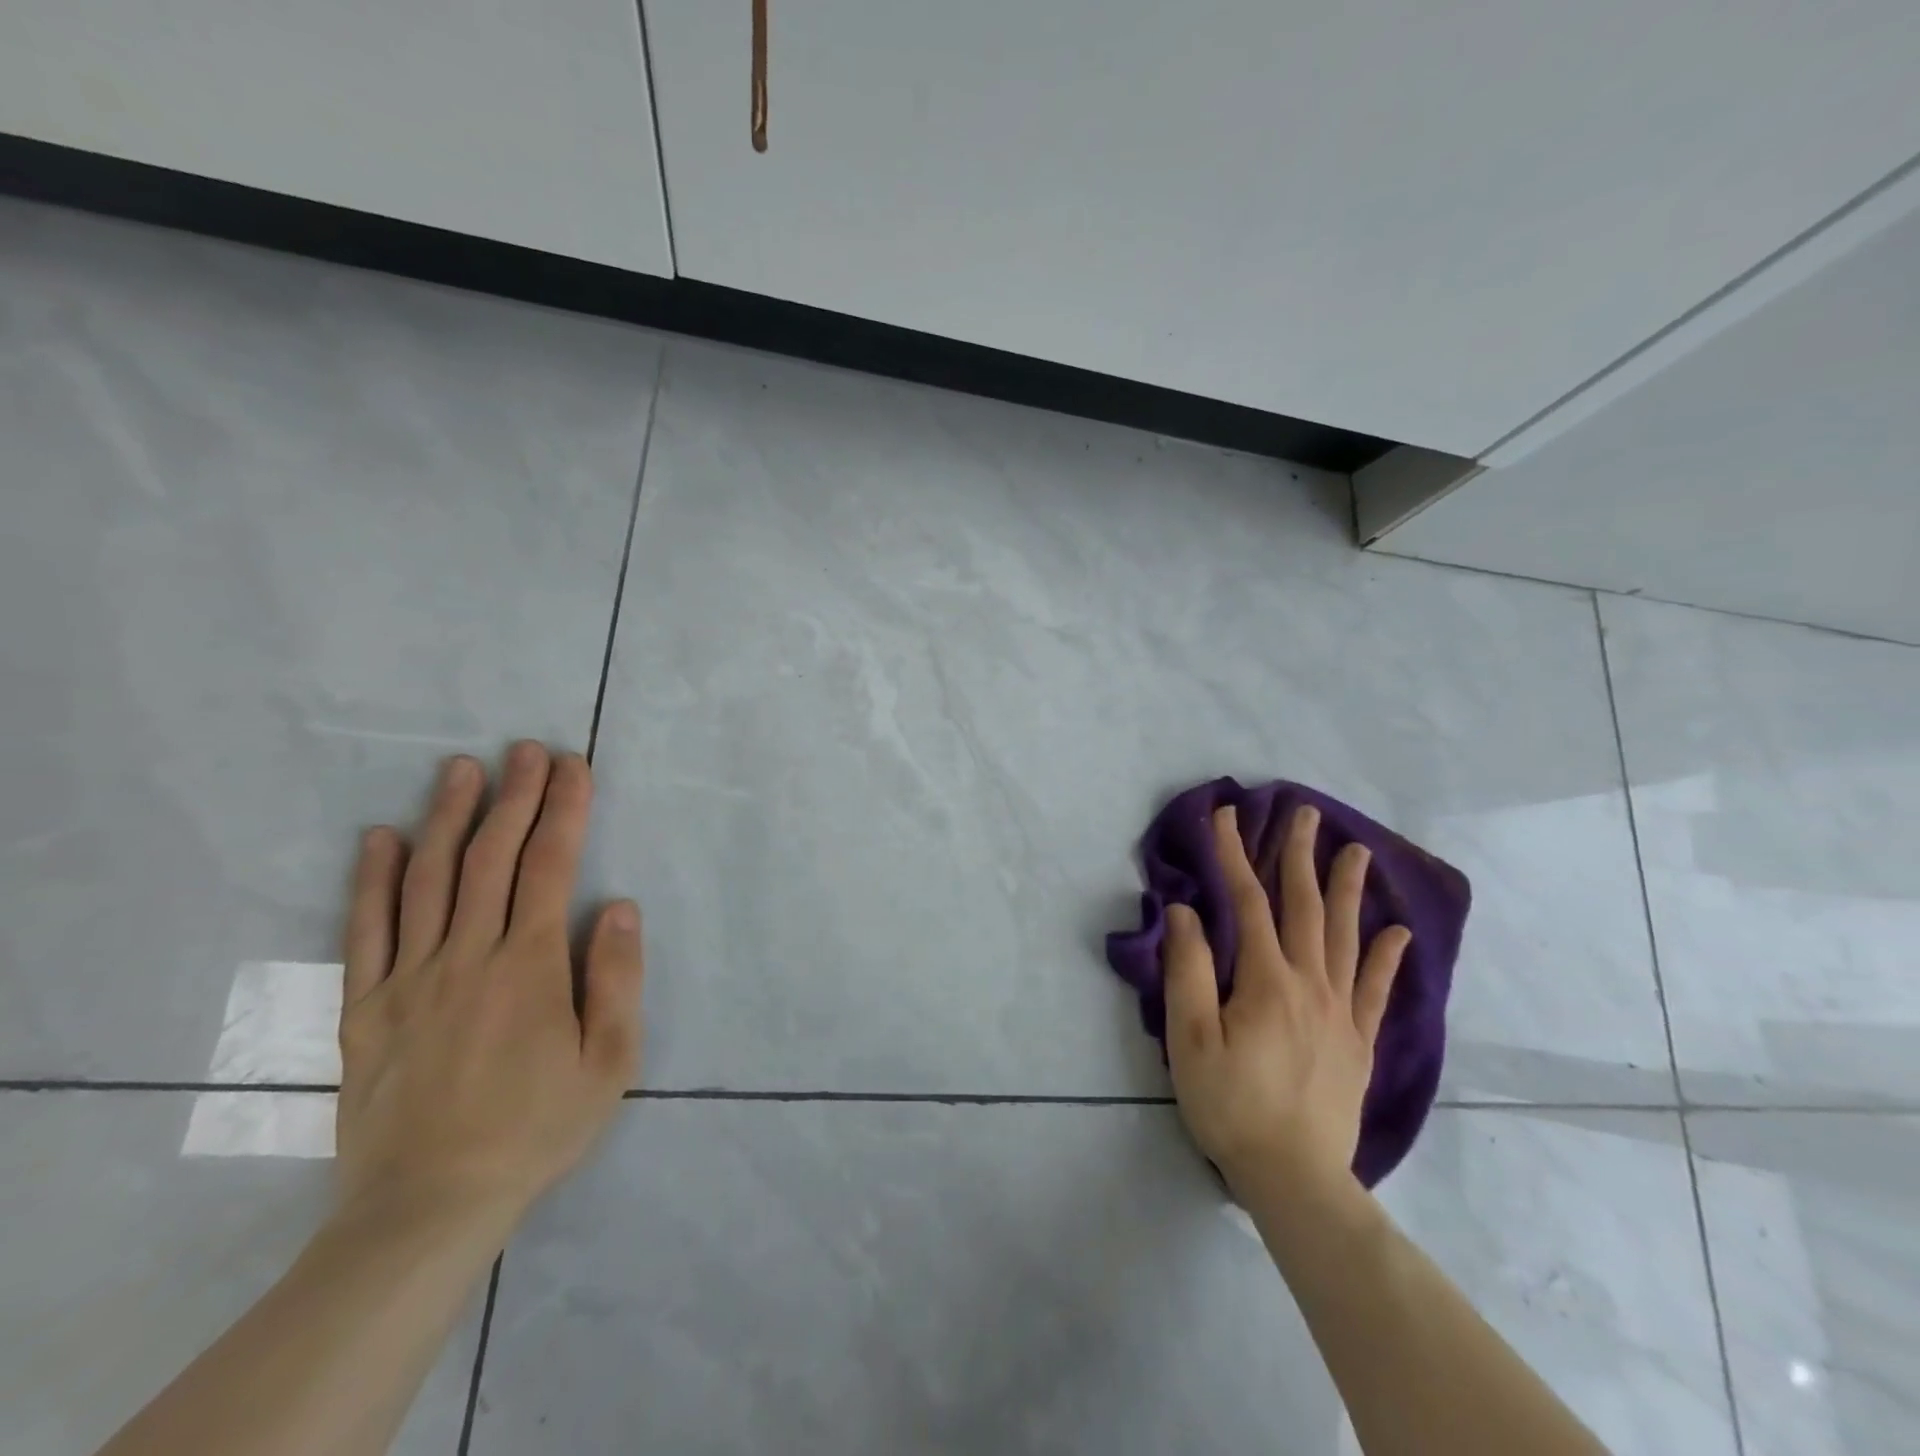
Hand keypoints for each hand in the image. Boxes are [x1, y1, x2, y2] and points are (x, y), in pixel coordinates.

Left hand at [334, 742, 644, 1231]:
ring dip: (446, 818)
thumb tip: (618, 905)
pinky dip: (370, 880)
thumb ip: (616, 978)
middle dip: (514, 796)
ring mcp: (408, 979)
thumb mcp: (610, 1062)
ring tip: (461, 769)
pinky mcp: (364, 1009)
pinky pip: (365, 932)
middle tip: (526, 749)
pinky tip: (378, 838)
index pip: (549, 867)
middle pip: (490, 858)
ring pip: (426, 880)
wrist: (427, 1207)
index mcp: (529, 966)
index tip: (573, 767)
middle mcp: (467, 956)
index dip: (564, 810)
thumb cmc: (537, 1129)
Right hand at [1163, 804, 1410, 1196]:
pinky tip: (1398, 933)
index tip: (1227, 815)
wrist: (1294, 1179)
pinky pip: (1376, 991)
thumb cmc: (1230, 1104)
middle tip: (1305, 813)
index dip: (1235, 854)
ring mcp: (1341, 1012)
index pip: (1248, 901)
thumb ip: (1188, 970)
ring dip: (1349, 891)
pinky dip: (1386, 958)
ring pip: (1346, 938)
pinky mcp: (1358, 1042)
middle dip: (1301, 856)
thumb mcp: (1191, 1037)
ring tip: (1358, 852)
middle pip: (1306, 907)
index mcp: (1266, 980)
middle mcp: (1310, 984)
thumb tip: (1185, 911)